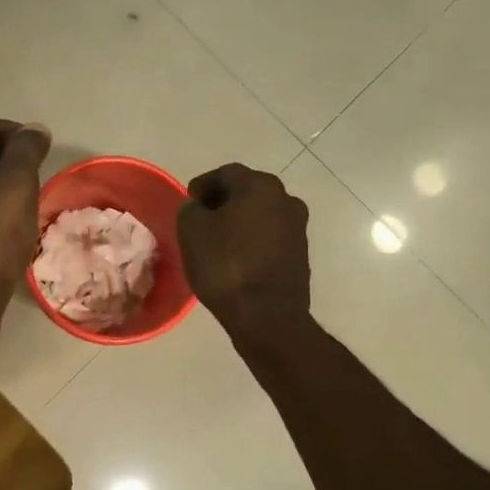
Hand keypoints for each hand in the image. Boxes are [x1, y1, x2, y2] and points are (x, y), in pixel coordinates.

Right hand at [177, 164, 310, 334]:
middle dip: (223, 201)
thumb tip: (198, 207)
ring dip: (240, 220)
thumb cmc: (225, 266)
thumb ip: (190, 209)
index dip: (203, 184)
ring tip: (218, 238)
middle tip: (201, 217)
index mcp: (260, 186)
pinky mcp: (300, 253)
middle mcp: (286, 199)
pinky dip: (252, 239)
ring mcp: (297, 227)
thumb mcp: (191, 232)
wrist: (266, 315)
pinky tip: (237, 256)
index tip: (188, 200)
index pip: (226, 173)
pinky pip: (270, 236)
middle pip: (247, 191)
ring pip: (261, 214)